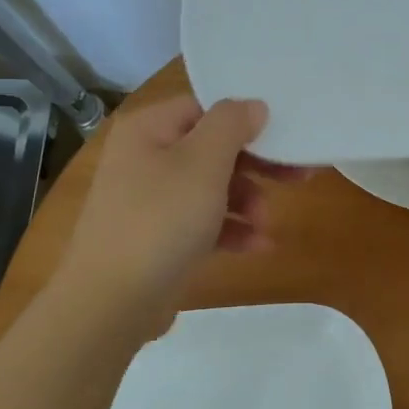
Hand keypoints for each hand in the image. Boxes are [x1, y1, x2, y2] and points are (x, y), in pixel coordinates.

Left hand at [58, 95, 309, 339]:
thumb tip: (252, 106)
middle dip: (254, 167)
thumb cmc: (161, 220)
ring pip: (210, 188)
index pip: (203, 108)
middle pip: (211, 149)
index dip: (244, 119)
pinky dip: (230, 229)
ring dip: (246, 202)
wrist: (111, 302)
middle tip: (297, 177)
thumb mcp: (204, 163)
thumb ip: (231, 125)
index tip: (283, 136)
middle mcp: (144, 158)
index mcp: (148, 129)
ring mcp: (148, 200)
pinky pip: (200, 222)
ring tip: (267, 224)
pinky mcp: (156, 238)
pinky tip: (258, 246)